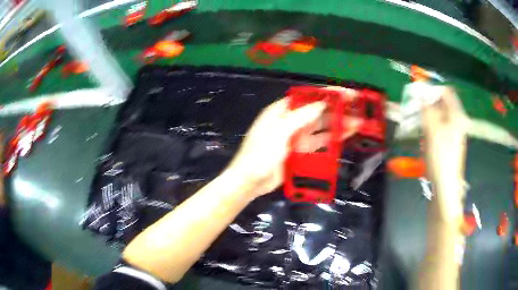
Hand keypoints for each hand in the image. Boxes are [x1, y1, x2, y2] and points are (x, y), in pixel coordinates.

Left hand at [227, 88, 360, 198]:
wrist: (250, 181)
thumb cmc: (260, 154)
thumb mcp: (278, 132)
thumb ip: (300, 117)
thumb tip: (321, 104)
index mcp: (282, 111)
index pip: (308, 97)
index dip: (328, 93)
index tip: (347, 93)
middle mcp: (291, 121)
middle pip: (318, 111)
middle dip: (338, 109)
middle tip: (359, 108)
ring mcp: (296, 136)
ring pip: (321, 127)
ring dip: (339, 124)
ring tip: (359, 123)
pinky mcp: (301, 151)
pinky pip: (319, 142)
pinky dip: (332, 139)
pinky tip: (346, 136)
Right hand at [421, 87, 467, 221]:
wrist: (445, 185)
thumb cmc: (441, 156)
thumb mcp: (432, 129)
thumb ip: (426, 108)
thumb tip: (419, 93)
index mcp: (457, 115)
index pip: (446, 91)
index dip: (432, 89)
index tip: (418, 93)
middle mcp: (457, 121)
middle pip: (442, 104)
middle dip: (427, 103)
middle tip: (414, 107)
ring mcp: (453, 132)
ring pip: (439, 116)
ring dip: (427, 115)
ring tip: (416, 120)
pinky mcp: (448, 142)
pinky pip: (439, 127)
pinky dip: (430, 125)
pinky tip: (423, 133)